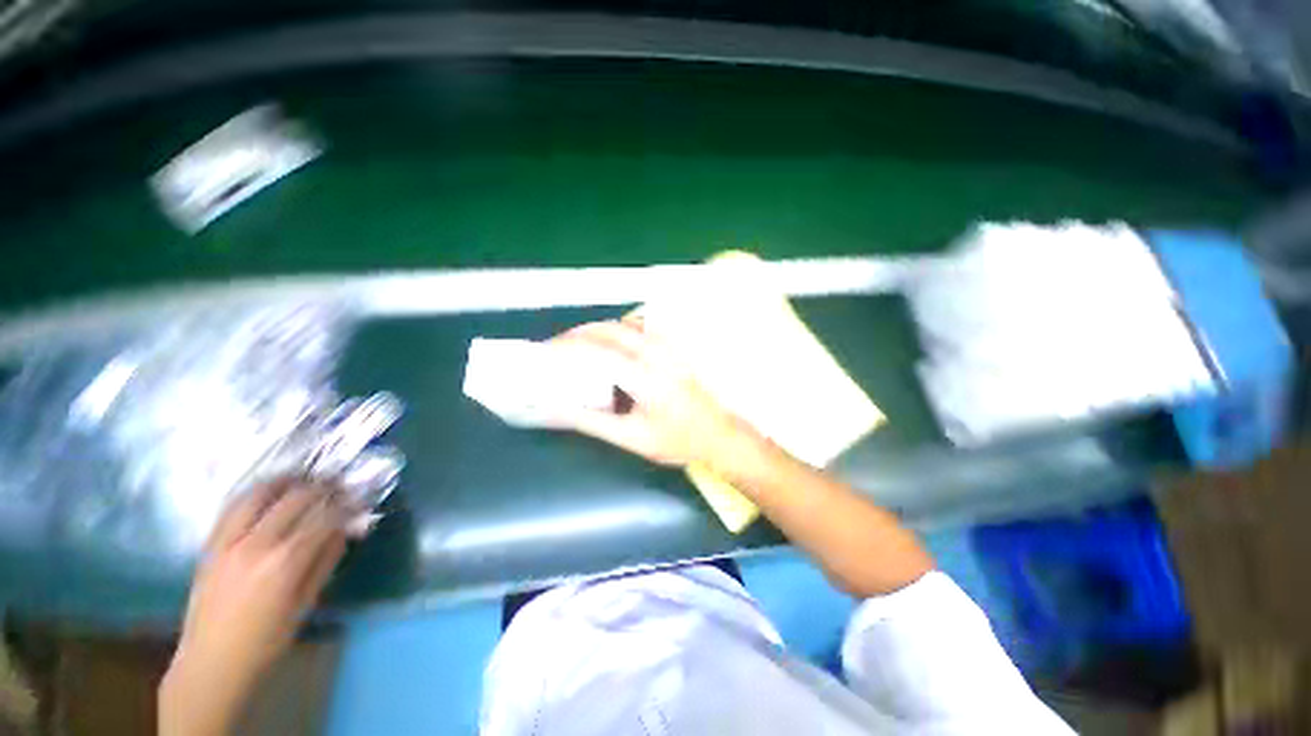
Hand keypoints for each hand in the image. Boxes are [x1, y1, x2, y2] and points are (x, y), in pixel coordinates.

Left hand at [160, 480, 350, 735]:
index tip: (359, 499)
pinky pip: (232, 507)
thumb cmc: (266, 641)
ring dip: (285, 481)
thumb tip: (346, 529)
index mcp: (285, 562)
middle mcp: (257, 544)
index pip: (325, 517)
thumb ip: (326, 561)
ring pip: (259, 494)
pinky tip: (267, 492)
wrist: (210, 662)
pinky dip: (254, 493)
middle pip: (295, 499)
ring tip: (302, 478)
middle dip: (322, 488)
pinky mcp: (210, 545)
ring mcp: (228, 542)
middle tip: (337, 485)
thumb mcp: (305, 604)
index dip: (346, 504)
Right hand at [550, 320, 759, 468]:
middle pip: (609, 330)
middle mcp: (657, 355)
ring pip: (624, 324)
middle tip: (555, 348)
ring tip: (576, 345)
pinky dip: (617, 329)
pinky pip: (640, 328)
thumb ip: (591, 421)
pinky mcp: (674, 348)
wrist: (718, 434)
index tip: (544, 353)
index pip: (598, 353)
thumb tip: (554, 407)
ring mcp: (668, 348)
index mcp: (645, 379)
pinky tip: (608, 344)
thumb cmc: (676, 442)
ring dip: (597, 330)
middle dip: (577, 334)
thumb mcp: (631, 438)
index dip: (567, 349)